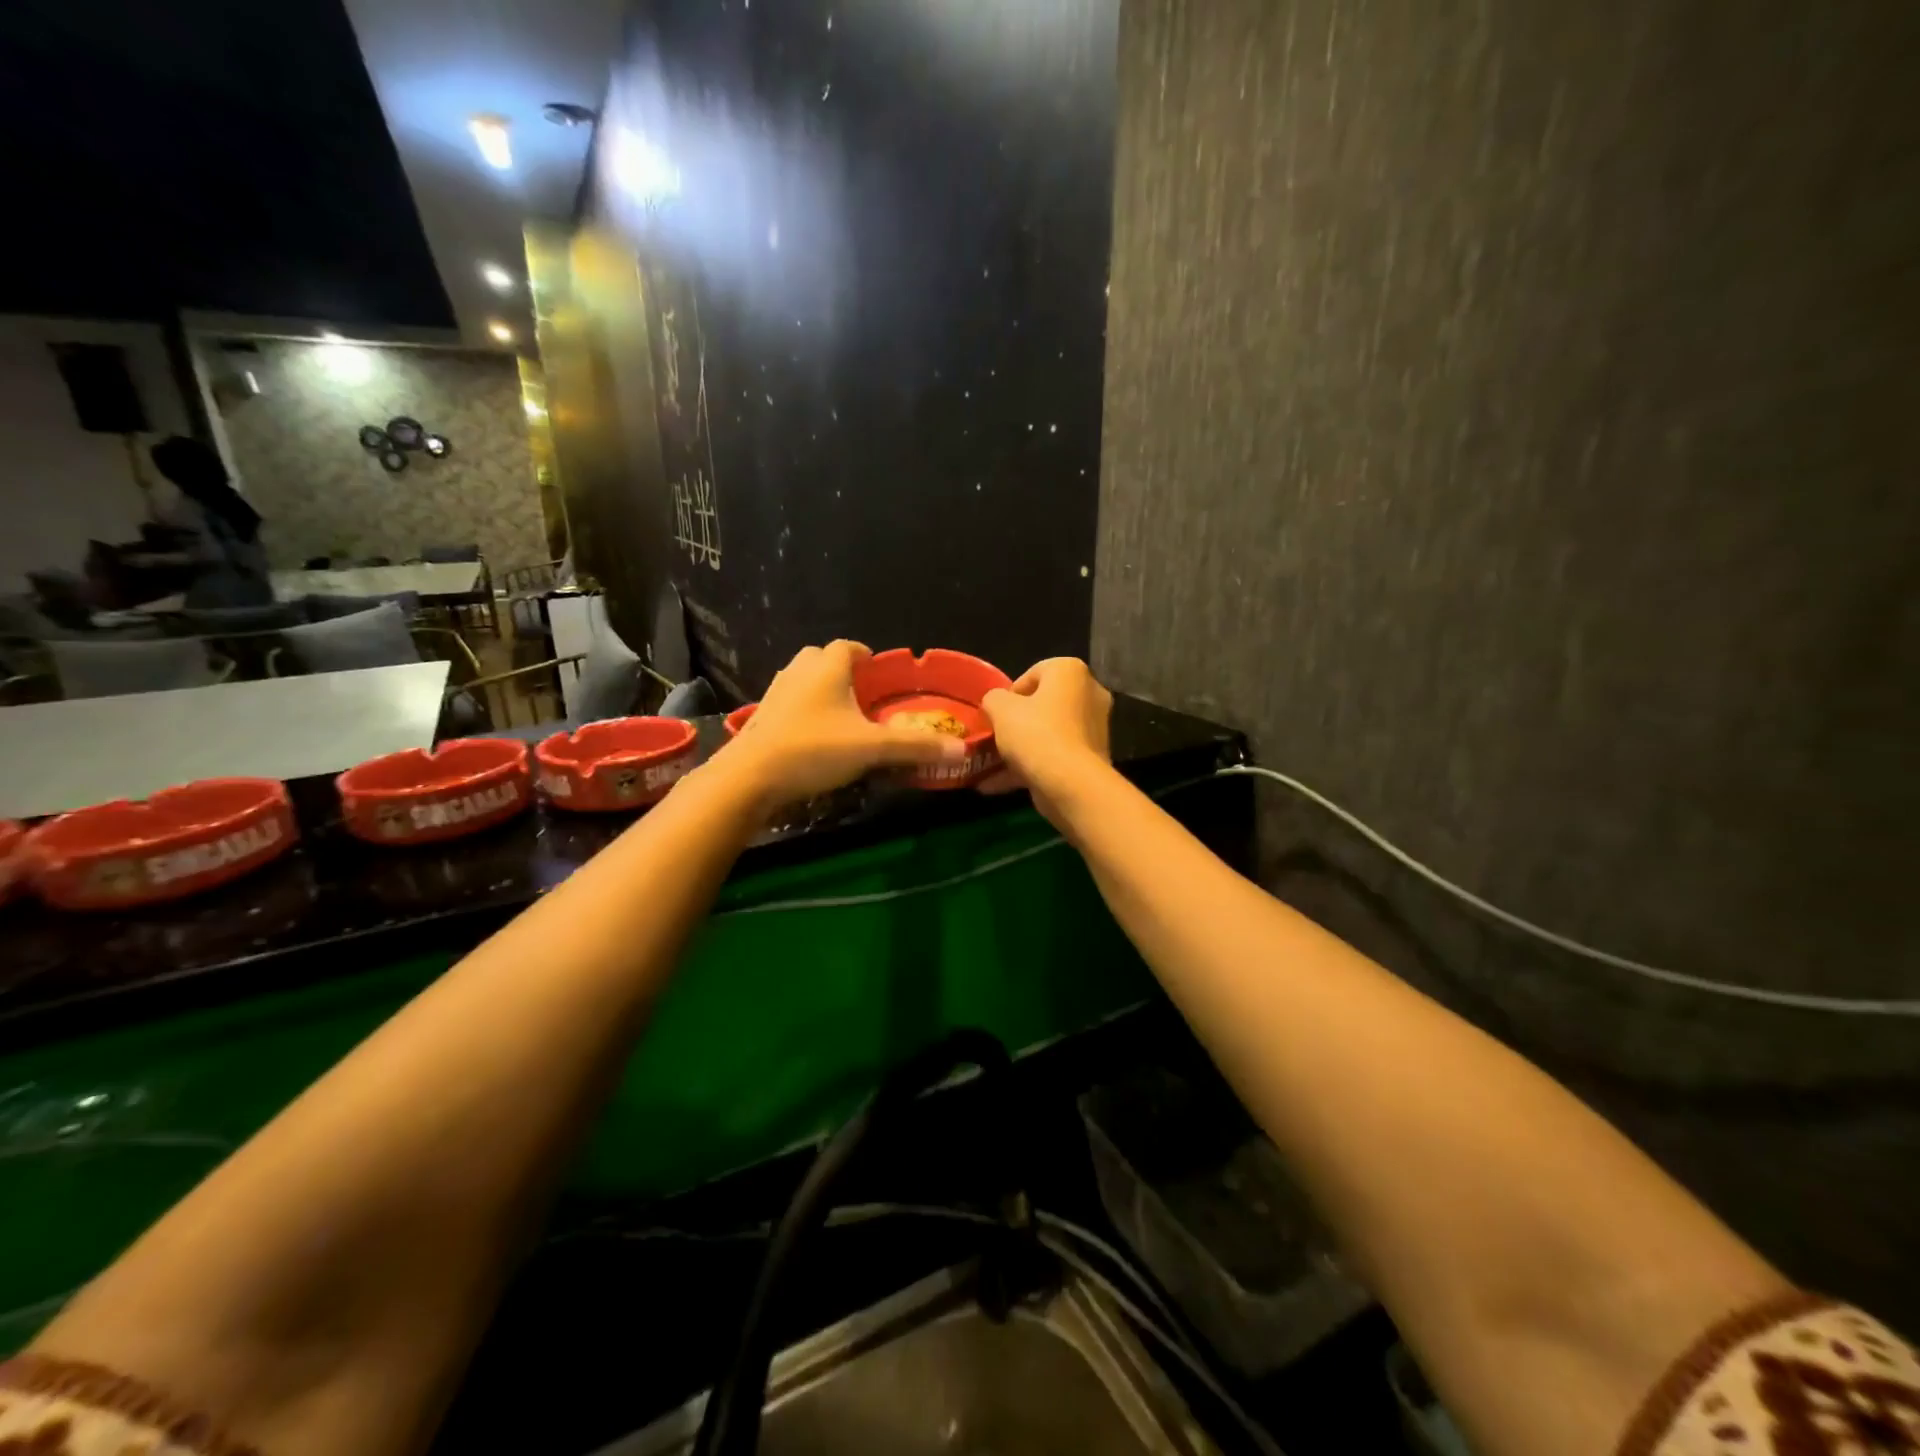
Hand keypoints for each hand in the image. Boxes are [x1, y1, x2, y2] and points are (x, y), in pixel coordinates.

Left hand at [720, 641, 966, 810]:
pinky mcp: (760, 717)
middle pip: (822, 658)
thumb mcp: (871, 749)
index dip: (866, 657)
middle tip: (862, 696)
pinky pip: (788, 704)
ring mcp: (775, 692)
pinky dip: (802, 712)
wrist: (750, 777)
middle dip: (842, 672)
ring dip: (820, 691)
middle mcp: (799, 671)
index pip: (849, 646)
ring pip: (802, 680)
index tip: (880, 674)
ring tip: (840, 717)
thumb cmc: (814, 750)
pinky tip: (813, 738)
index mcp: (827, 667)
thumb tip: (961, 750)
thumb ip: (915, 747)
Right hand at [980, 658, 1112, 825]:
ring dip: (1019, 749)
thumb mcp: (999, 708)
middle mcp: (1089, 694)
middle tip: (994, 737)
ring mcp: (1094, 729)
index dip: (1009, 694)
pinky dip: (1030, 767)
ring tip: (989, 766)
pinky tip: (997, 786)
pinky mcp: (1092, 758)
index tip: (995, 714)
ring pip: (1048, 734)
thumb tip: (996, 704)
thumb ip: (993, 698)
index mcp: (1070, 671)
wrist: (1071, 784)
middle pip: (1043, 705)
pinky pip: (1055, 756)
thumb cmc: (1035, 733)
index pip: (1034, 673)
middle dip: (1016, 723)